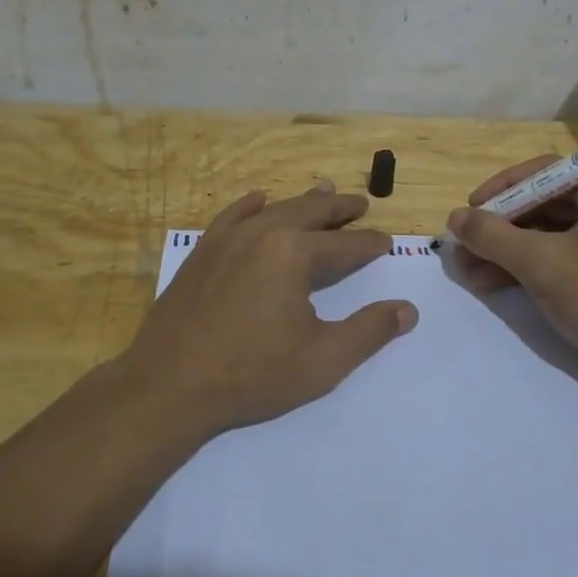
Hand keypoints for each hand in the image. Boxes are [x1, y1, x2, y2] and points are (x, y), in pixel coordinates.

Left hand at [125, 180, 417, 434]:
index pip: (344, 244)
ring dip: (303, 201)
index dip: (369, 244)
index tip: (387, 241)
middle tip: (361, 203)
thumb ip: (369, 331)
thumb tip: (408, 310)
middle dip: (340, 209)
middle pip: (311, 212)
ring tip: (324, 191)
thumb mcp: (323, 361)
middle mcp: (263, 233)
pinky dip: (253, 204)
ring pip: (275, 208)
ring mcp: (228, 238)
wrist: (169, 385)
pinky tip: (259, 199)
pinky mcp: (203, 251)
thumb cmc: (251, 374)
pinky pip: (233, 214)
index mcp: (294, 254)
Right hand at [446, 157, 577, 392]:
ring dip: (505, 251)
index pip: (548, 173)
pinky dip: (524, 267)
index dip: (504, 188)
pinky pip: (556, 257)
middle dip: (500, 228)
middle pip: (544, 205)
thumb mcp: (541, 263)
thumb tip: (453, 218)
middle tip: (461, 243)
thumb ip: (493, 236)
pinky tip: (488, 282)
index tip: (471, 208)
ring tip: (465, 268)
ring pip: (546, 235)